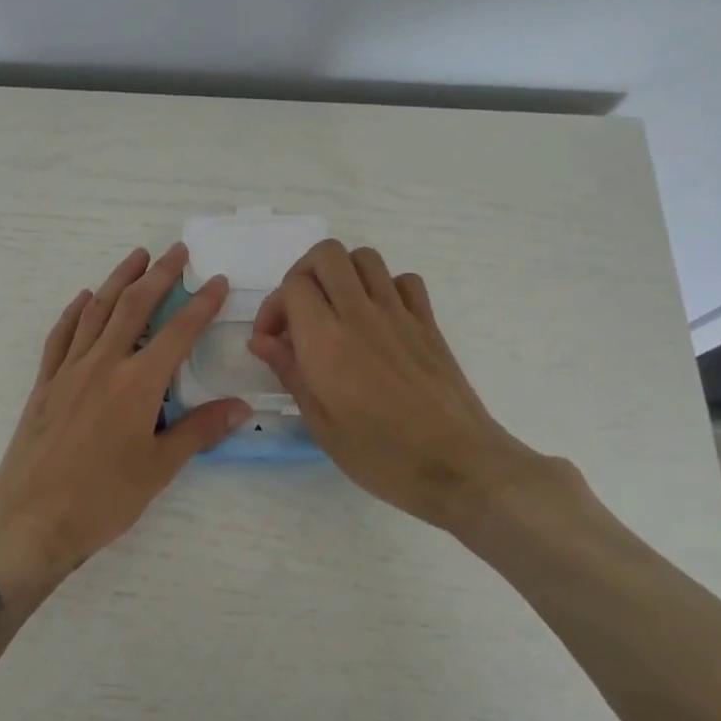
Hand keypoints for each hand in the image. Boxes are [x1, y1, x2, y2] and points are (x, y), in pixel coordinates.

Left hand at [0, 244, 250, 583]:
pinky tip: (84, 298)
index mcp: (138, 384)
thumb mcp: (159, 468)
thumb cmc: (102, 499)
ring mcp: (69, 371)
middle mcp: (104, 365)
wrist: (31, 519)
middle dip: (159, 275)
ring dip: (118, 280)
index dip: (200, 304)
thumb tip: (241, 406)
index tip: (216, 280)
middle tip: (176, 251)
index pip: (178, 332)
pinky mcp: (45, 384)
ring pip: (97, 311)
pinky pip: (61, 336)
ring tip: (136, 257)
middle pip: (134, 307)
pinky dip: (75, 312)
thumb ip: (199, 430)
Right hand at [247, 240, 577, 539]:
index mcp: (326, 340)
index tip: (272, 341)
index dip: (273, 307)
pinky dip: (385, 287)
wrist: (458, 465)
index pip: (292, 285)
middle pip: (326, 254)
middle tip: (300, 313)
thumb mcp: (320, 423)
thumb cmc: (380, 454)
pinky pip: (405, 280)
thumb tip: (261, 341)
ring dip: (342, 274)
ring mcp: (399, 314)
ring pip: (365, 257)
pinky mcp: (428, 323)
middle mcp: (360, 314)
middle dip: (303, 274)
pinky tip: (378, 318)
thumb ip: (289, 372)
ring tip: (336, 310)